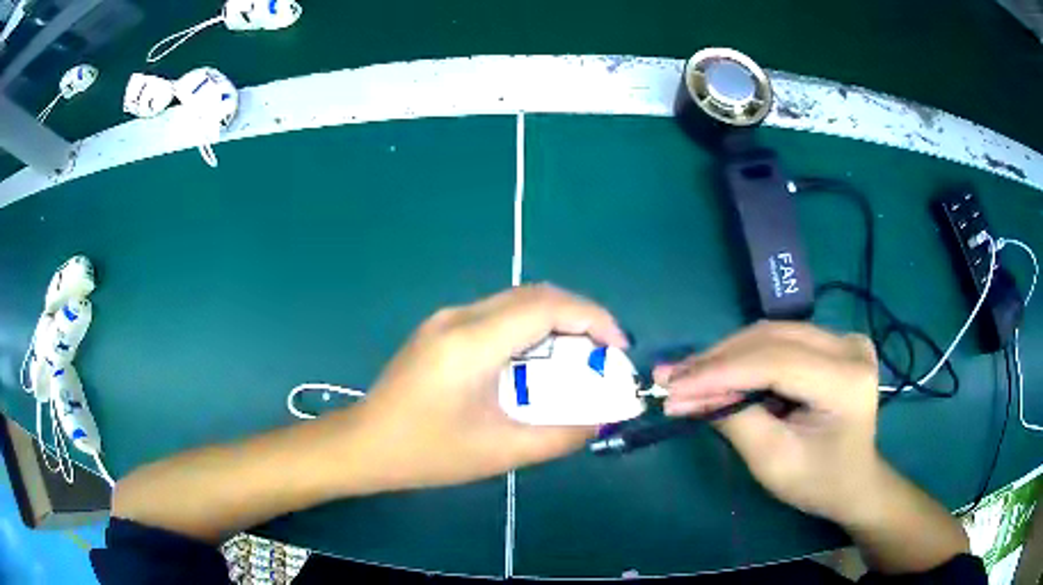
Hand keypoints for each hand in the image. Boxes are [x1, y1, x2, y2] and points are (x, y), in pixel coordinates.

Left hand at [355, 284, 627, 490]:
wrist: (364, 444)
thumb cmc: (426, 453)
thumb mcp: (499, 453)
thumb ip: (559, 437)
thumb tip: (599, 421)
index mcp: (472, 343)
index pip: (546, 306)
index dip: (593, 318)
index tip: (619, 348)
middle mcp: (460, 317)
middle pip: (535, 295)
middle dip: (580, 318)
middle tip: (605, 353)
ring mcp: (446, 319)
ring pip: (517, 301)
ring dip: (556, 322)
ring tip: (579, 358)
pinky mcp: (441, 328)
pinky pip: (498, 314)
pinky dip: (530, 329)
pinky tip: (537, 361)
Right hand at [655, 322, 882, 522]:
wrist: (854, 481)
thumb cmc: (817, 482)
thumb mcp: (773, 461)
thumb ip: (734, 420)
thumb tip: (687, 394)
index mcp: (847, 380)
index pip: (775, 362)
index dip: (720, 372)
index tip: (672, 385)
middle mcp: (849, 347)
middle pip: (772, 340)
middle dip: (717, 361)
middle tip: (671, 378)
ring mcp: (844, 339)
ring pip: (772, 334)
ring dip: (726, 355)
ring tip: (686, 375)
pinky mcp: (834, 341)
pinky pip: (780, 340)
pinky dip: (745, 357)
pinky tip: (717, 370)